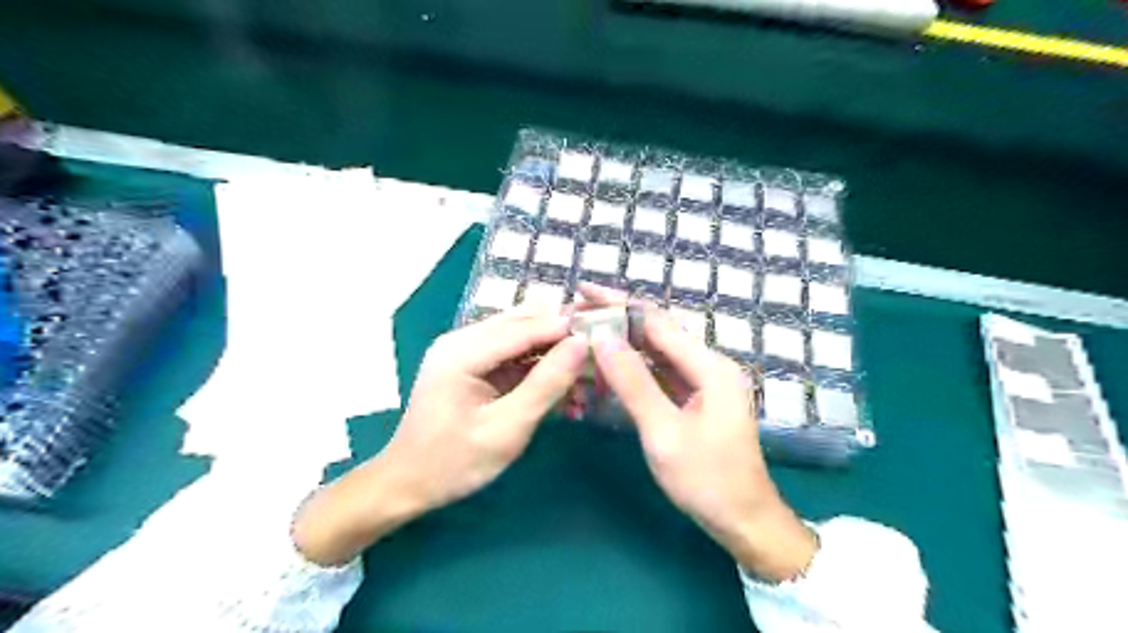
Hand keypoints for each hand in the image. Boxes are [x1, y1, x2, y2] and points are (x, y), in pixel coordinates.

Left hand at [291, 307, 589, 563]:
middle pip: (520, 322)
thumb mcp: (507, 429)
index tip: (603, 333)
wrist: (408, 484)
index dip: (564, 327)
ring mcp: (463, 349)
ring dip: (551, 346)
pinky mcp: (470, 363)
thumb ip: (546, 385)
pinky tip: (560, 373)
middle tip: (599, 344)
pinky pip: (510, 352)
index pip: (523, 327)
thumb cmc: (454, 462)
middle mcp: (460, 340)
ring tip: (585, 359)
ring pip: (518, 334)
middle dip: (559, 332)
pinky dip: (536, 361)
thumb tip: (581, 345)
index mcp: (461, 352)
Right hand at [577, 285, 815, 580]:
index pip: (656, 321)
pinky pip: (661, 371)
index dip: (618, 304)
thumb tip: (602, 337)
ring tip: (587, 330)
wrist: (744, 519)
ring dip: (624, 339)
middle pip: (658, 330)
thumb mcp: (663, 433)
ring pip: (658, 349)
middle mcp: (709, 364)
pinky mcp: (696, 396)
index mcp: (709, 366)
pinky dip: (634, 365)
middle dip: (618, 317)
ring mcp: (704, 380)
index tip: (582, 293)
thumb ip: (633, 382)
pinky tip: (610, 363)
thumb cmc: (706, 479)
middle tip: (577, 311)